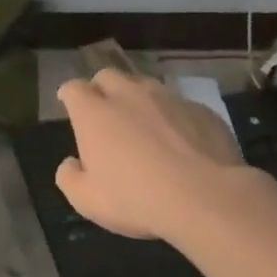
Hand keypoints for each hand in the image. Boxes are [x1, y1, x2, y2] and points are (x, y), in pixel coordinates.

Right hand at [54, 70, 255, 244]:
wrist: (206, 199)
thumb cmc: (136, 199)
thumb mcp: (86, 200)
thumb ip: (69, 177)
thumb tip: (71, 163)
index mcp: (94, 113)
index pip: (73, 88)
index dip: (69, 96)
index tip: (69, 106)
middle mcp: (128, 95)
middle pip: (108, 76)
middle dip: (102, 89)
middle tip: (105, 112)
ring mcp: (168, 99)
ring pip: (145, 85)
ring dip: (138, 99)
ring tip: (144, 123)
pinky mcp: (202, 111)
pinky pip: (180, 105)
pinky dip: (173, 116)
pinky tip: (180, 140)